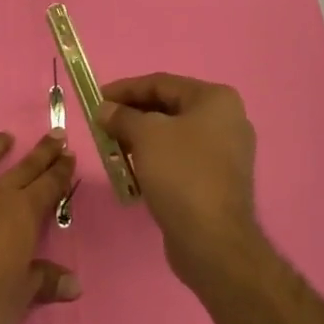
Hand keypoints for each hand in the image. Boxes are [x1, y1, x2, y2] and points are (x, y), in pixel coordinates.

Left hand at [0, 131, 79, 323]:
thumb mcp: (22, 296)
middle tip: (56, 135)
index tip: (70, 154)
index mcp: (22, 214)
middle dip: (42, 151)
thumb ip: (46, 282)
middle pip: (24, 167)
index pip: (49, 185)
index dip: (61, 170)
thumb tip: (75, 285)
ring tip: (5, 138)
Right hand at [99, 74, 263, 291]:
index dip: (125, 89)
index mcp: (215, 99)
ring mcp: (225, 152)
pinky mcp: (217, 180)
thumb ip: (122, 116)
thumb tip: (105, 109)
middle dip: (132, 115)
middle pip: (168, 107)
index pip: (162, 83)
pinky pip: (180, 159)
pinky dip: (155, 159)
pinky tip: (132, 170)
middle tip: (102, 124)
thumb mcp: (145, 135)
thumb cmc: (181, 173)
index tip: (97, 98)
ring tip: (112, 147)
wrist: (212, 240)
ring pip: (173, 135)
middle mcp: (226, 119)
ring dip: (141, 139)